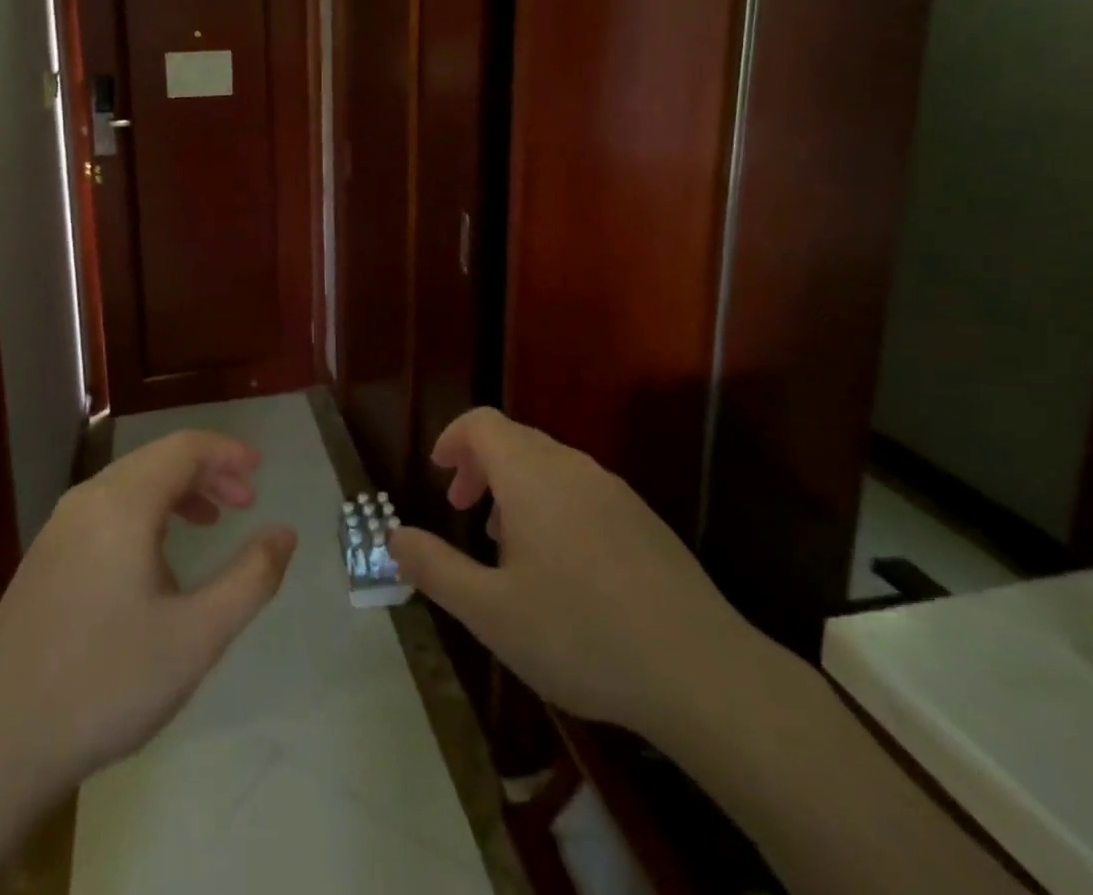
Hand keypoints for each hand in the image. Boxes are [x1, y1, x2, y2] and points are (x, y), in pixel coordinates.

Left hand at [0, 429, 299, 795]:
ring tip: (209, 524)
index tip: (260, 472)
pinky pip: (106, 510)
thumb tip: (285, 532)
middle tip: (245, 501)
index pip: (184, 448)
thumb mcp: (197, 636)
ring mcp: (58, 527)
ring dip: (176, 492)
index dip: (227, 452)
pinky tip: (155, 558)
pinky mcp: (44, 557)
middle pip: (157, 459)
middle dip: (207, 471)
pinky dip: (144, 512)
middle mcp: (88, 499)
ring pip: (130, 483)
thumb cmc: (107, 683)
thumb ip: (251, 578)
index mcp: (123, 503)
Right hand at [389, 407, 749, 737]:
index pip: (482, 423)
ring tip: (506, 542)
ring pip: (550, 464)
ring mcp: (613, 490)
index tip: (439, 475)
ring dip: (515, 486)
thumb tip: (393, 536)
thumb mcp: (490, 612)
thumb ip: (435, 568)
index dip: (453, 439)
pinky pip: (581, 488)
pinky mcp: (642, 518)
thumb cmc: (580, 635)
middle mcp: (572, 467)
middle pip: (515, 439)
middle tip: (462, 511)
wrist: (699, 670)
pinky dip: (552, 502)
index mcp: (531, 476)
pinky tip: (561, 565)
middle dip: (480, 465)